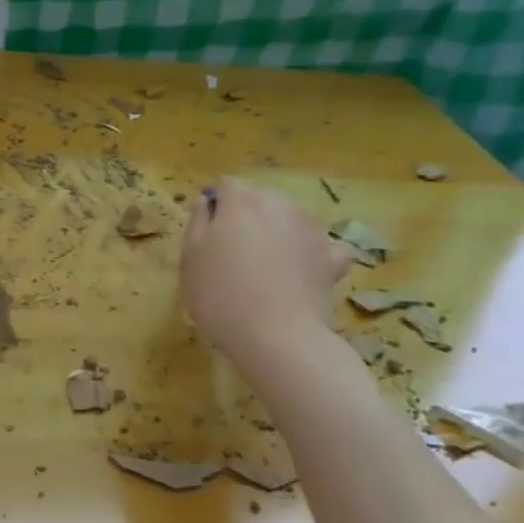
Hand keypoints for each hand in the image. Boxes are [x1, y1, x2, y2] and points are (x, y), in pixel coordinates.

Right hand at [180, 177, 351, 356]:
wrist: (278, 337)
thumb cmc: (221, 295)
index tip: (207, 234)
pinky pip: (321, 246)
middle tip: (233, 254)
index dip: (216, 206)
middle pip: (260, 199)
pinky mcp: (333, 257)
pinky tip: (301, 272)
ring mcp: (313, 229)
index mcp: (242, 200)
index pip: (226, 185)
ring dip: (278, 232)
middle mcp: (281, 204)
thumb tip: (205, 201)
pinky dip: (312, 254)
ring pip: (290, 219)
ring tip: (266, 268)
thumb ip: (197, 222)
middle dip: (247, 217)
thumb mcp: (190, 258)